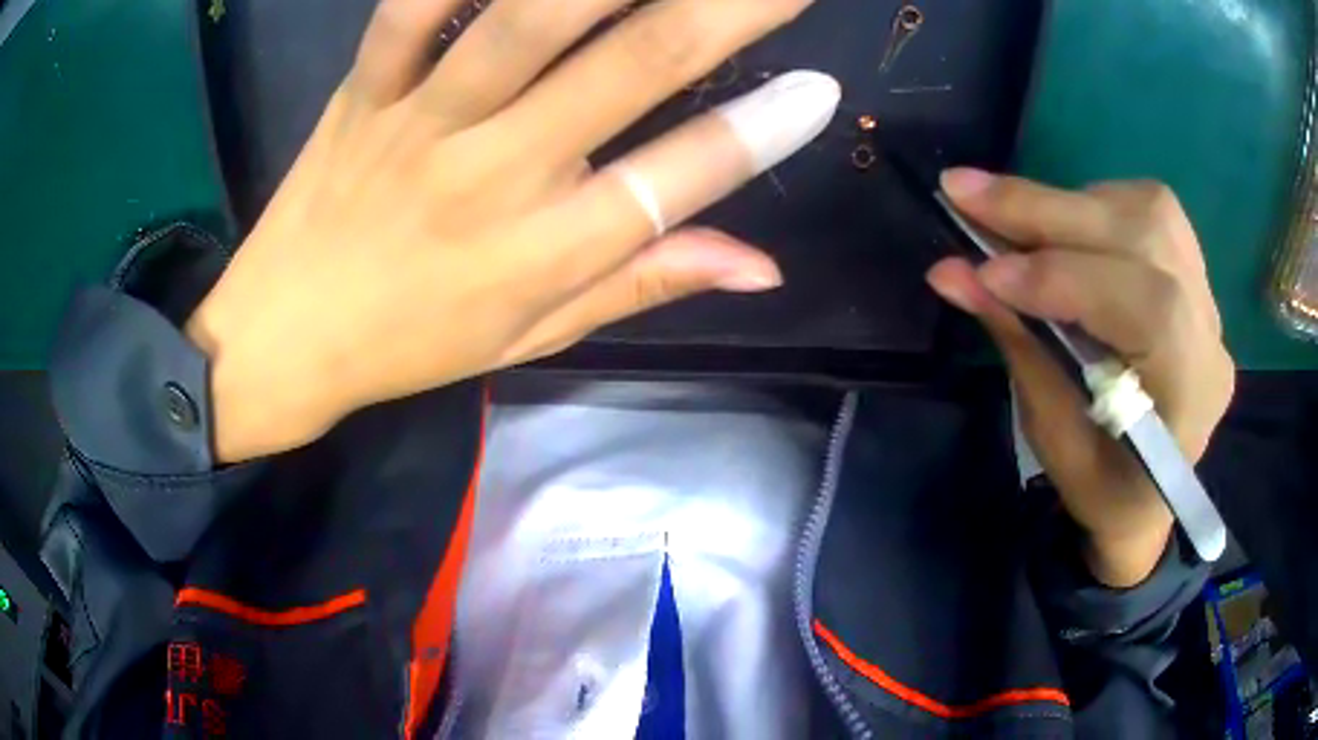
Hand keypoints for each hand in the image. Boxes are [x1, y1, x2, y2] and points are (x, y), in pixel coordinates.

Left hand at [186, 0, 839, 462]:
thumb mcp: (531, 337)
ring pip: (525, 19)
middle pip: (628, 67)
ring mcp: (420, 121)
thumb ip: (643, 285)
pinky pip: (409, 13)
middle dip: (723, 11)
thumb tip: (762, 267)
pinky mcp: (363, 91)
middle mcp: (492, 175)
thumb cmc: (409, 344)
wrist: (284, 338)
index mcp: (541, 252)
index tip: (821, 90)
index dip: (760, 135)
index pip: (677, 182)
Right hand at [927, 170, 1234, 586]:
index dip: (1063, 278)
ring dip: (1072, 204)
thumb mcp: (1054, 439)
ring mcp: (1209, 298)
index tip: (984, 271)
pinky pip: (1151, 212)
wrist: (1151, 496)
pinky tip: (1065, 226)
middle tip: (965, 191)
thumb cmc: (1104, 489)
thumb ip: (1017, 345)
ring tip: (1013, 214)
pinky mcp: (1194, 275)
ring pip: (1150, 212)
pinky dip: (1095, 204)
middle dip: (1049, 211)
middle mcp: (1210, 335)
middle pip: (1144, 239)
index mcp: (1190, 399)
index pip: (1145, 307)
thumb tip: (951, 273)